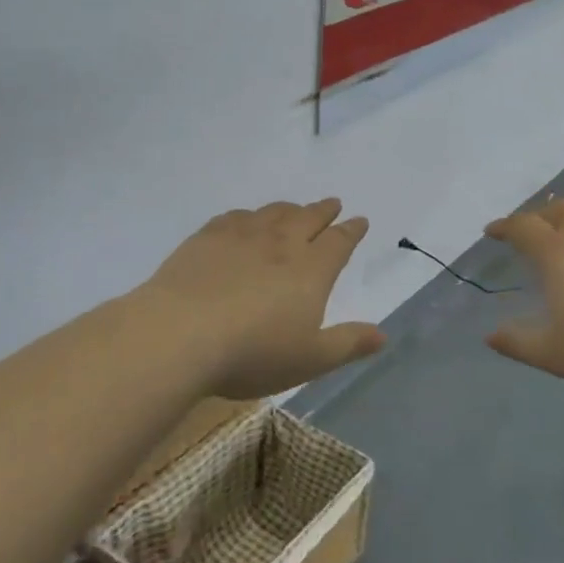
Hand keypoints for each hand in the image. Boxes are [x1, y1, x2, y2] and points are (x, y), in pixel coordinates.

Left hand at [139, 199, 385, 398]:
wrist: (180, 334)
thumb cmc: (253, 352)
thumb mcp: (309, 359)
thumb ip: (348, 344)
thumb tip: (383, 335)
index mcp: (311, 270)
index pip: (339, 242)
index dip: (352, 231)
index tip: (359, 221)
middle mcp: (281, 244)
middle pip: (309, 218)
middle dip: (324, 211)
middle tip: (333, 203)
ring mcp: (242, 236)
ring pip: (273, 213)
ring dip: (290, 208)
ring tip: (295, 208)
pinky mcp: (207, 238)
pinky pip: (235, 217)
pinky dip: (250, 215)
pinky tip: (246, 220)